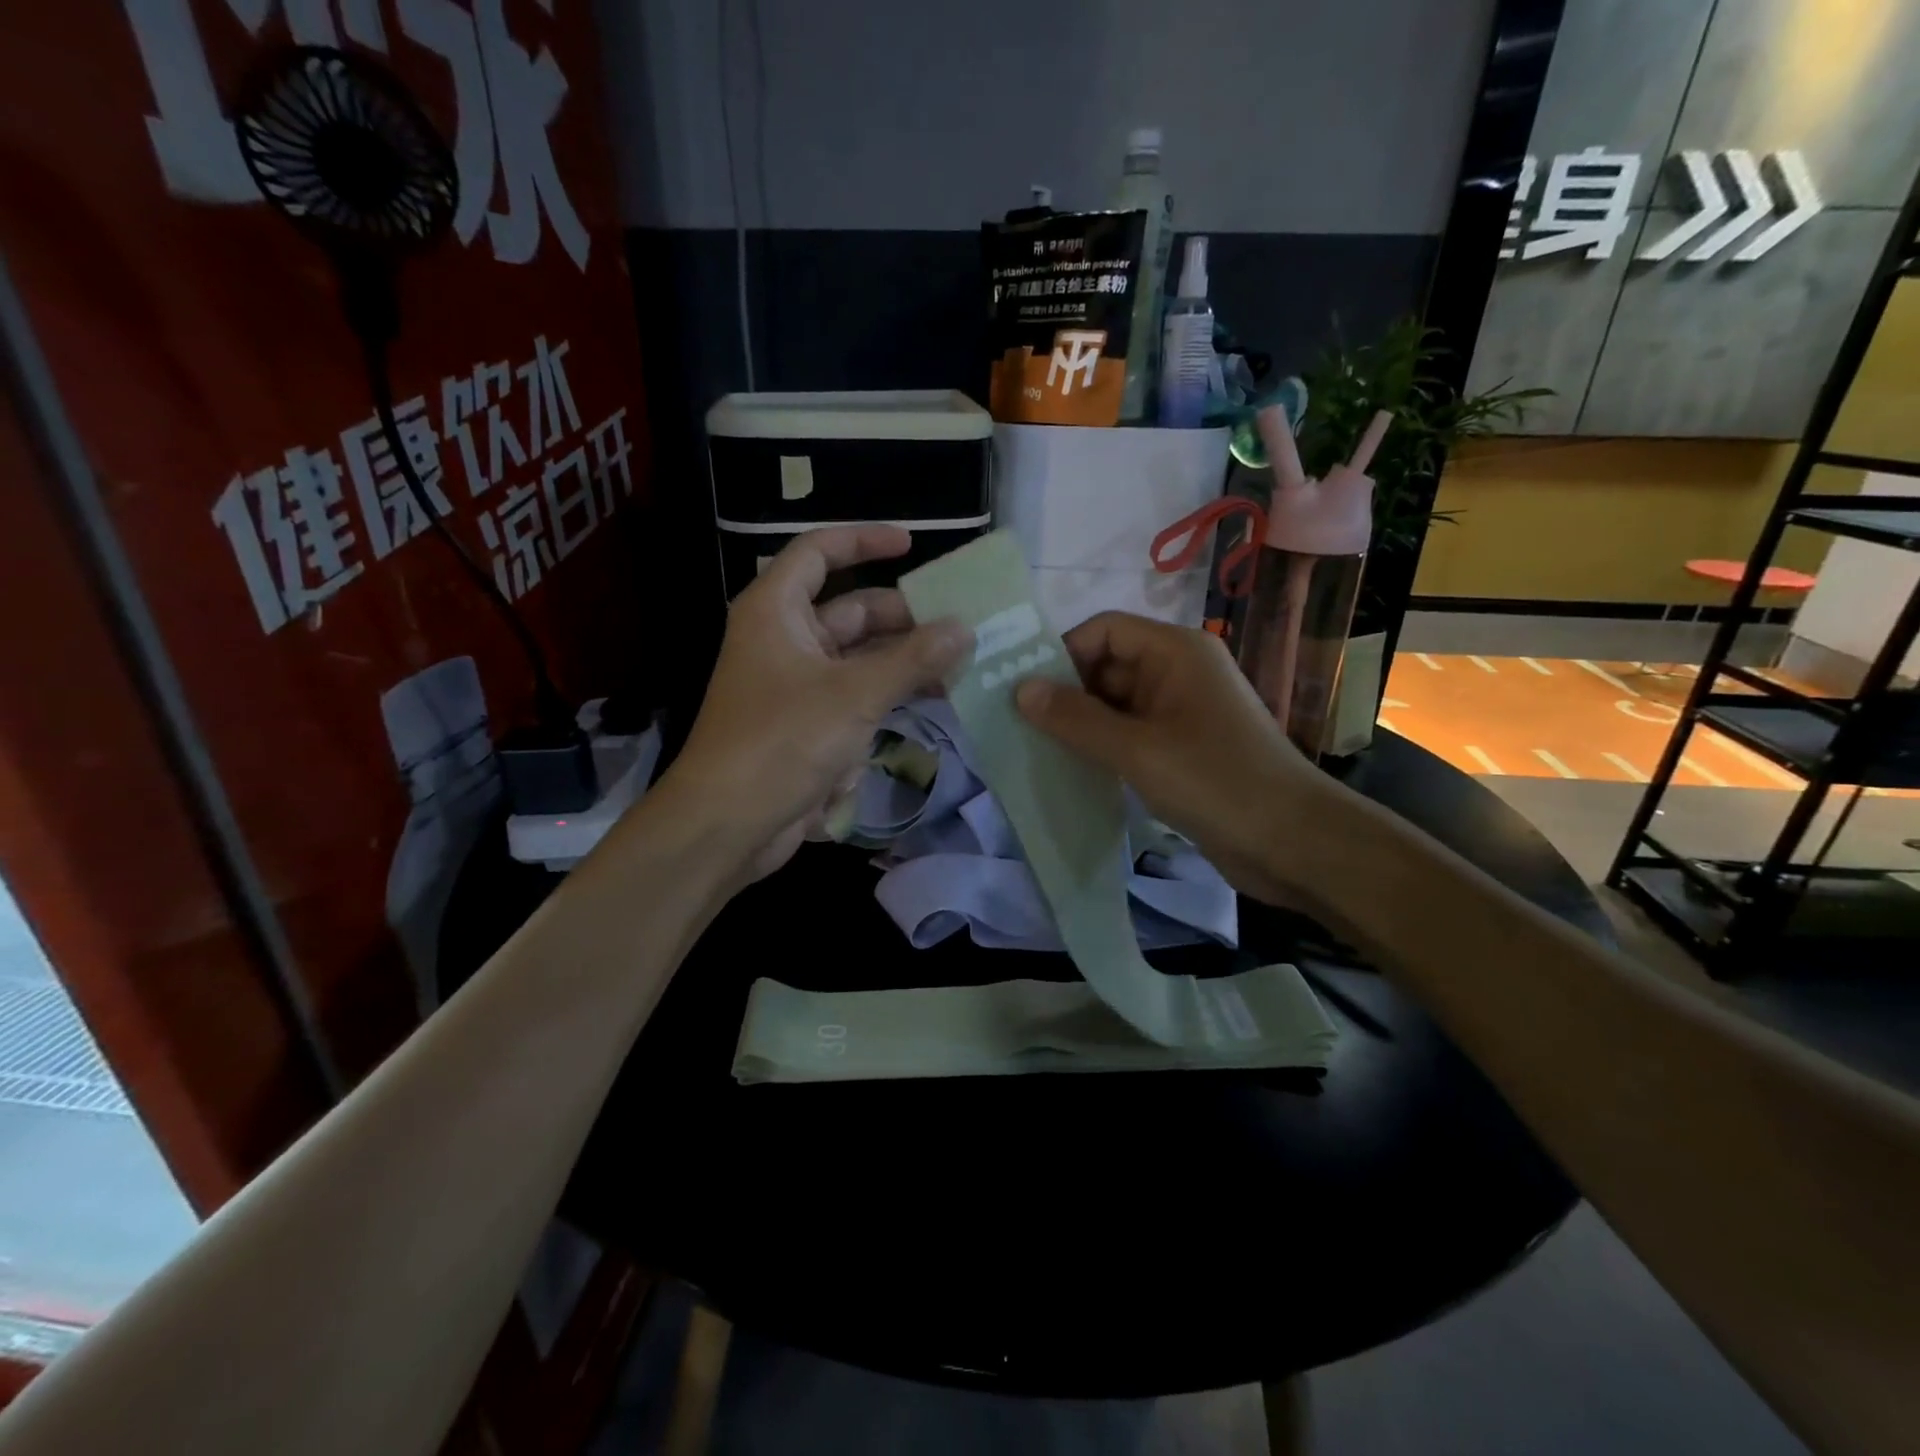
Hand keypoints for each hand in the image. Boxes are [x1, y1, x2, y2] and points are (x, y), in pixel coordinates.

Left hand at [663, 526, 970, 882]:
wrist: (728, 824)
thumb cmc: (783, 741)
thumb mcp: (855, 694)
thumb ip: (913, 659)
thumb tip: (963, 628)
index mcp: (777, 611)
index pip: (819, 552)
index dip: (864, 541)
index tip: (911, 545)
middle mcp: (784, 639)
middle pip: (850, 610)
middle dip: (903, 618)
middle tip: (958, 627)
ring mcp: (795, 684)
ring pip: (858, 658)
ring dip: (903, 662)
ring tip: (958, 667)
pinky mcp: (807, 724)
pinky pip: (855, 696)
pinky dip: (888, 696)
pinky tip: (930, 704)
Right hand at [1014, 612, 1335, 906]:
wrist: (1293, 843)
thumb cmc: (1215, 782)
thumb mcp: (1136, 749)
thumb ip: (1075, 718)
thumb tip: (1019, 688)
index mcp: (1175, 651)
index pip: (1104, 630)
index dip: (1062, 654)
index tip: (1025, 693)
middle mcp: (1178, 671)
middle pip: (1108, 665)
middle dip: (1067, 692)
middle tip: (1021, 727)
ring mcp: (1183, 710)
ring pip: (1117, 703)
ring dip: (1082, 724)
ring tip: (1038, 750)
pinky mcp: (1183, 747)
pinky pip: (1132, 733)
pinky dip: (1104, 746)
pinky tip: (1075, 770)